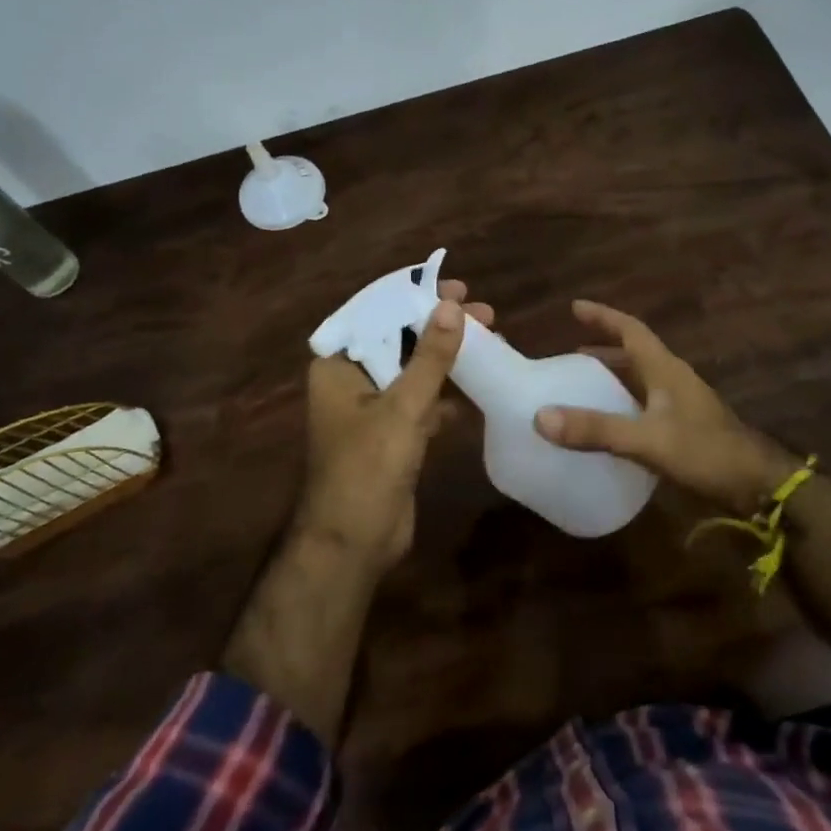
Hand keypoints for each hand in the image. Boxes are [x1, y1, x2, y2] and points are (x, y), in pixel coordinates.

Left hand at [299, 280, 493, 574]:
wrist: (354, 544)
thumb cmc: (368, 467)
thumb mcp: (403, 406)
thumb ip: (429, 356)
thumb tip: (451, 306)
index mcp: (338, 367)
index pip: (376, 314)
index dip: (414, 296)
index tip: (454, 286)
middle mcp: (351, 382)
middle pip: (399, 339)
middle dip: (440, 326)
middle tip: (484, 312)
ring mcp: (372, 410)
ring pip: (414, 371)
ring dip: (448, 357)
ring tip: (492, 338)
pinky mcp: (393, 436)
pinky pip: (422, 402)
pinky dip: (447, 392)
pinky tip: (480, 384)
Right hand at [533, 300, 797, 514]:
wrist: (757, 485)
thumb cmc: (705, 451)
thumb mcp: (647, 439)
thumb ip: (597, 429)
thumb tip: (541, 417)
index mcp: (665, 369)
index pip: (630, 330)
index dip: (603, 316)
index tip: (574, 307)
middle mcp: (672, 379)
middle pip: (633, 354)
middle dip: (602, 350)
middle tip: (568, 357)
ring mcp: (681, 404)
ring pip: (640, 381)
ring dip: (613, 379)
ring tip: (582, 388)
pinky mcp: (684, 428)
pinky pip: (645, 406)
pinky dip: (623, 406)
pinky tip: (610, 426)